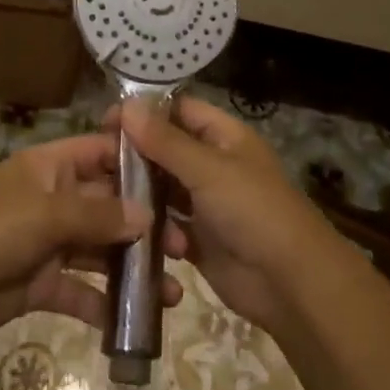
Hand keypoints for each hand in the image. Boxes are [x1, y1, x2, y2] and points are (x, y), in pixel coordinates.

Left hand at [0, 134, 184, 341]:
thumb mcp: (45, 214)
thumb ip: (98, 215)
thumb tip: (147, 217)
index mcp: (52, 169)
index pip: (102, 154)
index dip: (137, 163)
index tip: (179, 179)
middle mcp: (55, 201)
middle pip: (109, 206)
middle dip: (145, 225)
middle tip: (184, 247)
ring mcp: (49, 243)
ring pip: (101, 251)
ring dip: (134, 269)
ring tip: (173, 290)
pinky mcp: (42, 284)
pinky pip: (82, 292)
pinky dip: (105, 305)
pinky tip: (134, 323)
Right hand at [114, 98, 330, 332]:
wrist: (291, 284)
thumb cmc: (253, 211)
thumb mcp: (208, 169)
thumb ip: (165, 140)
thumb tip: (126, 105)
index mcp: (225, 137)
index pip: (180, 111)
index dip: (145, 112)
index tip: (107, 122)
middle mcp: (215, 165)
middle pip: (167, 149)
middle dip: (137, 155)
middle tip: (99, 164)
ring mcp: (207, 203)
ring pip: (164, 188)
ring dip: (141, 193)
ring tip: (109, 199)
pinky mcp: (200, 238)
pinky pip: (167, 224)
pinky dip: (152, 226)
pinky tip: (131, 231)